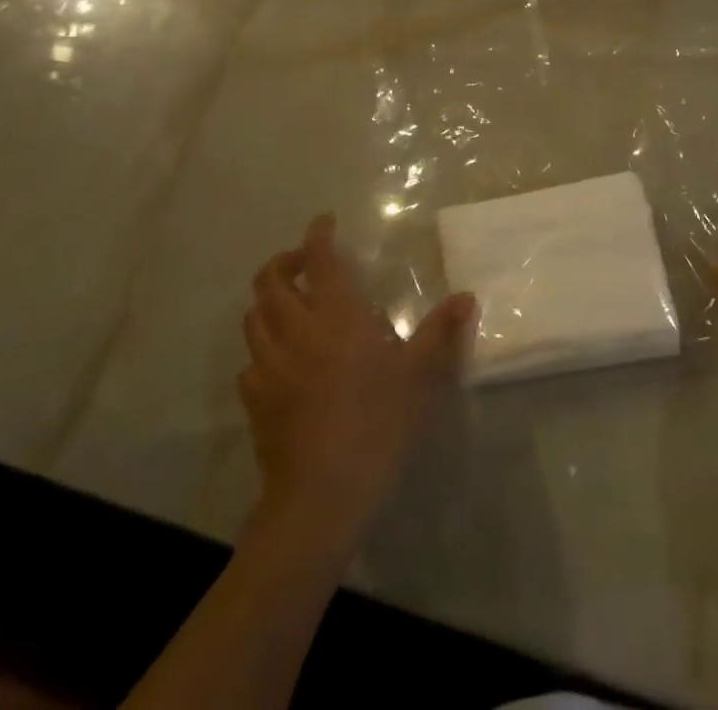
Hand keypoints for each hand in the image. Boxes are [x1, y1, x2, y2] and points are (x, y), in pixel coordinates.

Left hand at [239, 214, 476, 541]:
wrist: (321, 496)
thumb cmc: (377, 424)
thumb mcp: (420, 376)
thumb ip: (440, 332)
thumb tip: (467, 296)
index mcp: (337, 316)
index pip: (319, 259)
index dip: (318, 234)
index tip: (324, 222)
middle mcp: (296, 331)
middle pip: (270, 281)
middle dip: (284, 261)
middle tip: (305, 262)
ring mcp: (269, 367)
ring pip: (253, 317)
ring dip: (268, 300)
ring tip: (289, 304)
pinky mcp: (254, 401)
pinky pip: (250, 361)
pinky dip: (262, 348)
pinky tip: (280, 361)